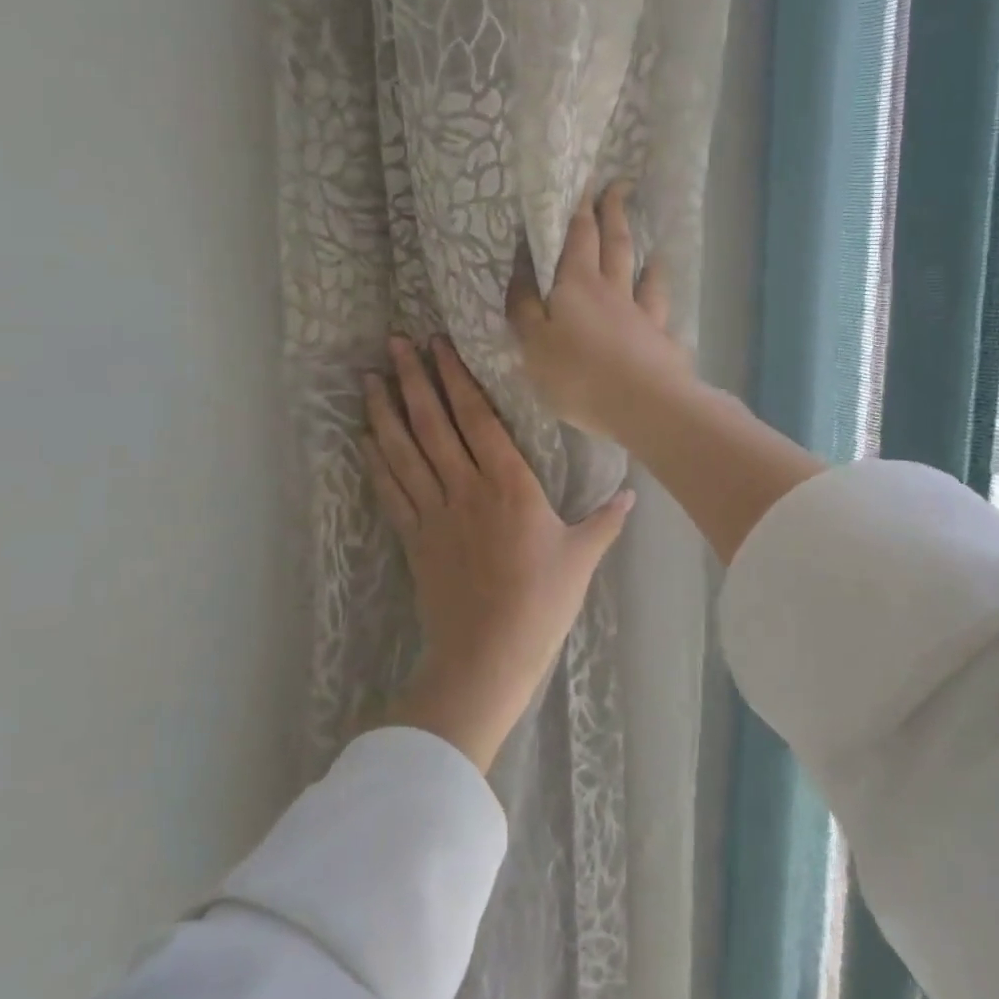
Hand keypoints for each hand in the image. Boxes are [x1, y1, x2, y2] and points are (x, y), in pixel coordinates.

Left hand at [363, 335, 633, 771]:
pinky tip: (365, 438)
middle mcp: (466, 488)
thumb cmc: (541, 603)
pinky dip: (376, 462)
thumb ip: (605, 520)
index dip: (457, 379)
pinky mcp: (414, 538)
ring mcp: (434, 512)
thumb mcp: (582, 557)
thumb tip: (633, 494)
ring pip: (405, 451)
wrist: (488, 655)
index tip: (439, 347)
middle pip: (434, 424)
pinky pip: (391, 491)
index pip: (478, 419)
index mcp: (510, 485)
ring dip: (386, 412)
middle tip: (394, 343)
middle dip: (414, 380)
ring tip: (369, 378)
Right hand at [507, 182, 691, 442]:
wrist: (644, 405)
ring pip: (645, 278)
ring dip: (646, 260)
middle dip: (614, 215)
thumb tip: (521, 275)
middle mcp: (614, 292)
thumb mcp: (533, 343)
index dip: (582, 209)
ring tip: (652, 250)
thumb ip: (524, 309)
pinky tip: (665, 310)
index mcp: (578, 285)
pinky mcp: (662, 343)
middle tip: (619, 189)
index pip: (580, 237)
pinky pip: (662, 316)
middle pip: (616, 246)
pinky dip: (662, 306)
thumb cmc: (578, 375)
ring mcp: (643, 316)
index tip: (589, 182)